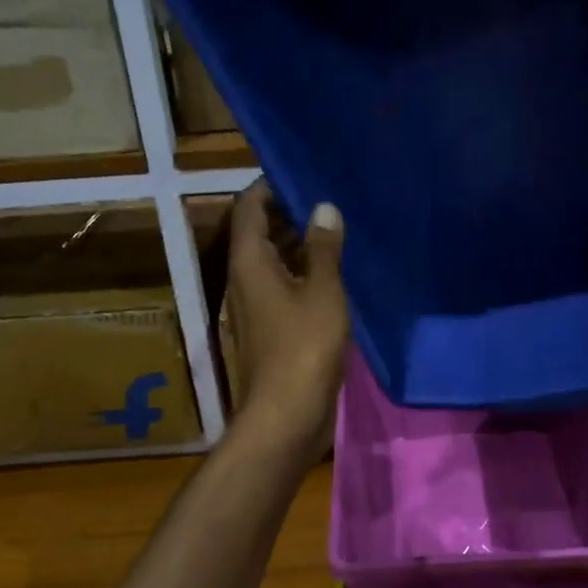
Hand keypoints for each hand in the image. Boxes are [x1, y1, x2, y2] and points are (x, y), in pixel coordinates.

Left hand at [226, 181, 348, 459]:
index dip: (271, 185)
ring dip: (301, 244)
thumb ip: (324, 248)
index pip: (249, 207)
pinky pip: (287, 287)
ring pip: (276, 262)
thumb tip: (324, 208)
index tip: (304, 172)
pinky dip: (306, 274)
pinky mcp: (274, 329)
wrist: (287, 415)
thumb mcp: (322, 292)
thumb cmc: (303, 348)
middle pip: (261, 233)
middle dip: (290, 213)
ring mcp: (259, 306)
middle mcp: (246, 279)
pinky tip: (338, 272)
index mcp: (249, 262)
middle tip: (330, 196)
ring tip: (340, 227)